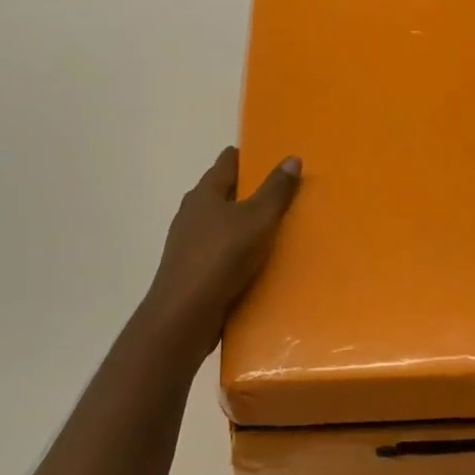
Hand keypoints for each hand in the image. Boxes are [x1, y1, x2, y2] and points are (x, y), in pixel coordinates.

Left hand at [146, 146, 301, 354]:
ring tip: (272, 229)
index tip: (270, 157)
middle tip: (280, 193)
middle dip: (247, 191)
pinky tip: (254, 264)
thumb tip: (291, 158)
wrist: (183, 317)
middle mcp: (192, 213)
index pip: (227, 162)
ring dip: (241, 224)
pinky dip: (235, 253)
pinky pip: (218, 253)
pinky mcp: (190, 272)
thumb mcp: (257, 220)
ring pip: (219, 224)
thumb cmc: (221, 258)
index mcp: (205, 193)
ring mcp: (187, 244)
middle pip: (222, 192)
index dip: (247, 156)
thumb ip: (275, 190)